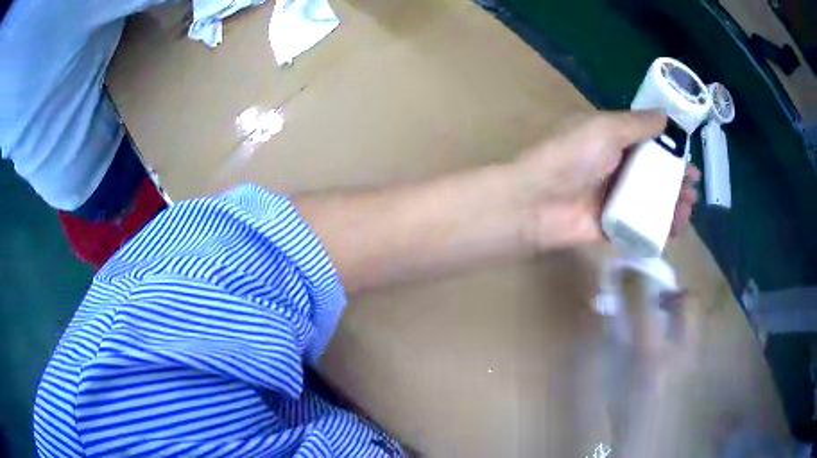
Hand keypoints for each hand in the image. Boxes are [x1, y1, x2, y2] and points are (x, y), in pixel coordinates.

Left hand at [512, 110, 699, 248]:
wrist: (537, 202)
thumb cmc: (572, 157)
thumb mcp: (605, 128)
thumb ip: (637, 123)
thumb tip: (666, 117)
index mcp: (610, 141)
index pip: (648, 145)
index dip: (671, 151)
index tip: (689, 160)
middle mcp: (614, 169)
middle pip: (654, 175)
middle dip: (677, 182)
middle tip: (693, 190)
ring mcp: (613, 199)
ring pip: (651, 202)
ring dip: (673, 205)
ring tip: (688, 209)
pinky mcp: (611, 227)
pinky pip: (641, 226)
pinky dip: (660, 228)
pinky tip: (675, 229)